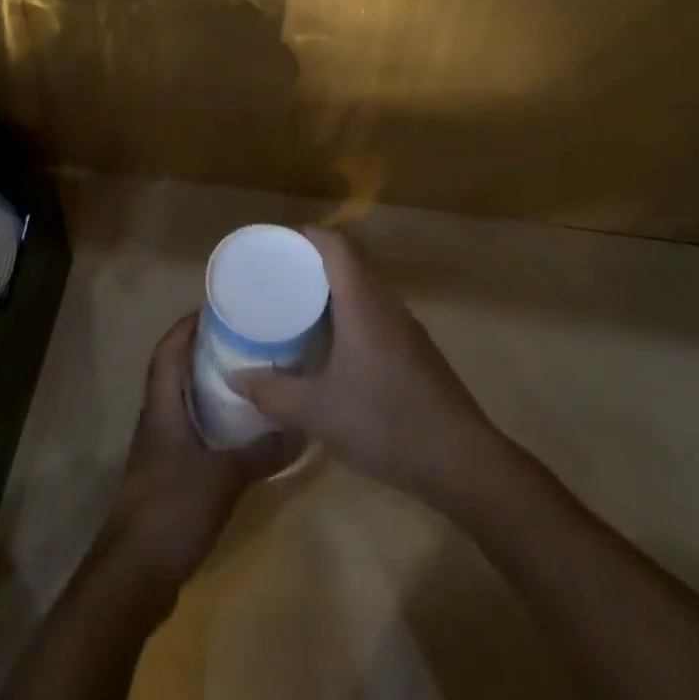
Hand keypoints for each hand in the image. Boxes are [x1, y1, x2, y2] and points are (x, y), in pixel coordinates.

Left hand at [103, 313, 294, 592]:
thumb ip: (261, 452)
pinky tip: (238, 433)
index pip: (167, 352)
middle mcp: (156, 421)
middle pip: (174, 373)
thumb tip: (302, 428)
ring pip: (182, 404)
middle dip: (202, 352)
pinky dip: (210, 422)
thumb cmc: (171, 509)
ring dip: (207, 387)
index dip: (185, 326)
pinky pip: (189, 434)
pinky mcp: (167, 479)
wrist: (133, 576)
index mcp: (161, 408)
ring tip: (245, 378)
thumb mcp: (223, 476)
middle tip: (241, 339)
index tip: (214, 308)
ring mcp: (159, 452)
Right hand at [231, 228, 496, 503]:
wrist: (463, 463)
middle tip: (276, 278)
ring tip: (297, 309)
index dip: (306, 236)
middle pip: (350, 264)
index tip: (276, 244)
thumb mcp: (318, 412)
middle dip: (312, 263)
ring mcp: (406, 329)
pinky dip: (349, 315)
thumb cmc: (386, 423)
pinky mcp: (416, 352)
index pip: (336, 246)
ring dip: (332, 291)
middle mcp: (386, 305)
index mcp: (363, 303)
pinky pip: (375, 315)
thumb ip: (273, 392)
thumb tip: (235, 376)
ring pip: (364, 291)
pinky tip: (333, 348)